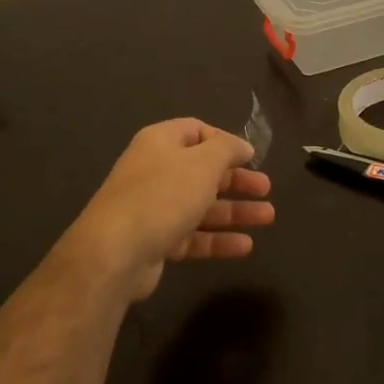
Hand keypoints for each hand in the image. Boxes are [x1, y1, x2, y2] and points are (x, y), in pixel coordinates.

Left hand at [64, 119, 274, 301]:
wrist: (115, 252)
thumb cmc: (162, 196)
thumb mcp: (203, 163)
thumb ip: (227, 149)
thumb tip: (243, 146)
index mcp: (160, 143)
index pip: (196, 131)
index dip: (225, 141)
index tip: (250, 157)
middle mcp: (155, 171)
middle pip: (202, 171)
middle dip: (236, 180)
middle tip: (265, 188)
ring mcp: (153, 208)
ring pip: (201, 205)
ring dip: (234, 211)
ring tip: (268, 217)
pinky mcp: (155, 240)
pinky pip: (192, 236)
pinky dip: (218, 239)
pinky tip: (245, 246)